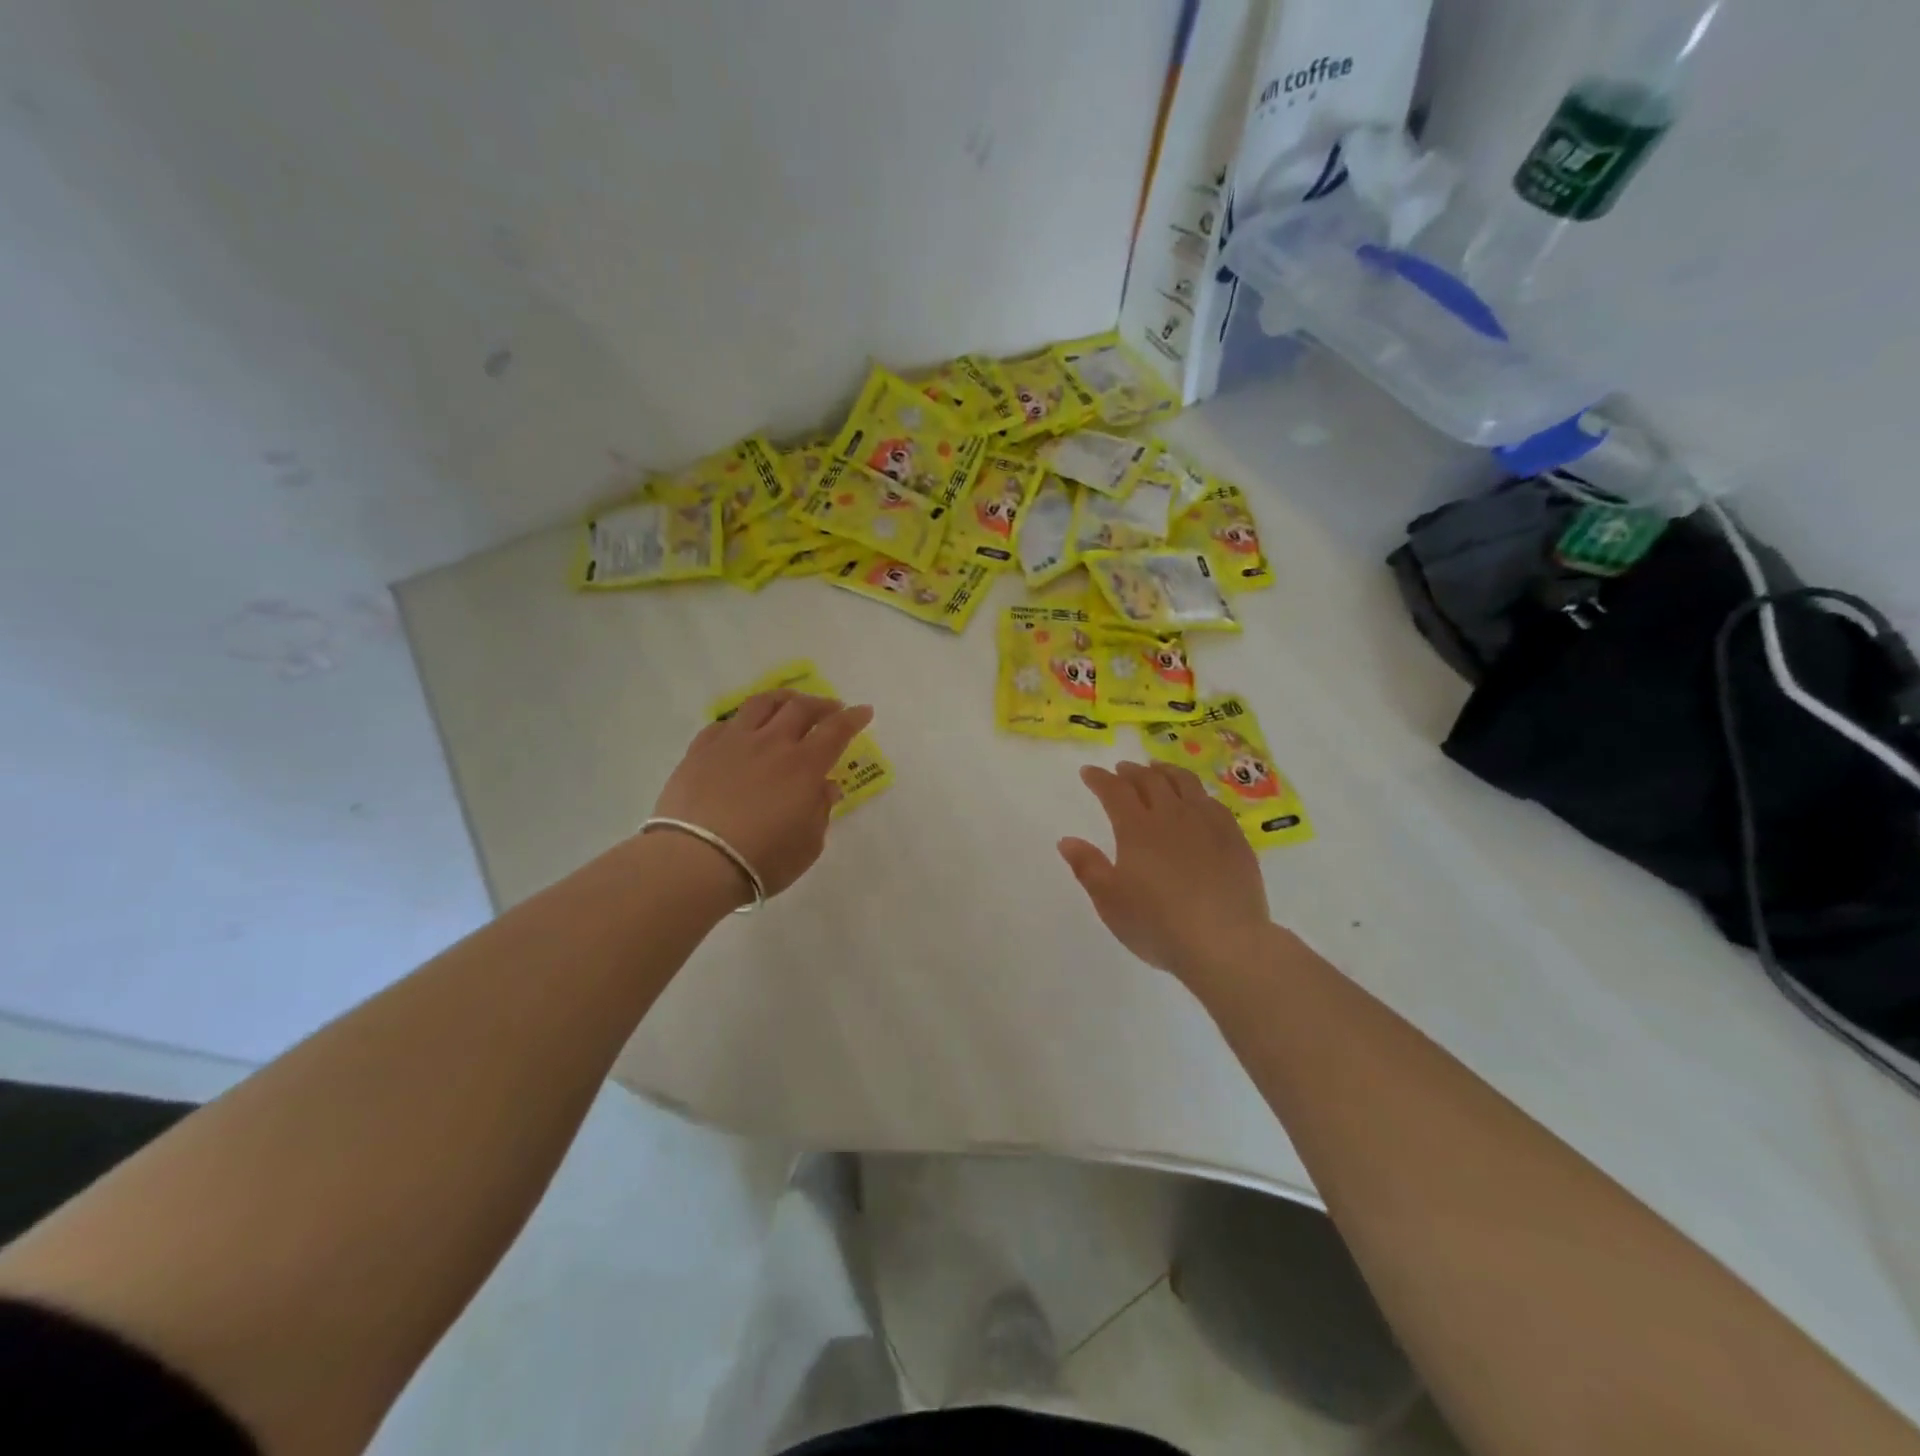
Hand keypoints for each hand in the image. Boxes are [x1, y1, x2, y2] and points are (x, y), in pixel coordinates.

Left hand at [652, 690, 873, 899]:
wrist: (695, 862)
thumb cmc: (762, 860)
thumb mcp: (808, 845)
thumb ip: (820, 811)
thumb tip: (826, 787)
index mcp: (803, 766)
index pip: (836, 730)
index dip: (853, 717)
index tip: (864, 711)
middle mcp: (771, 744)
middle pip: (800, 707)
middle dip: (821, 704)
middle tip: (831, 709)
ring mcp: (732, 743)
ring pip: (761, 704)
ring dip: (782, 699)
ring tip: (789, 703)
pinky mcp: (700, 751)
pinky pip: (724, 723)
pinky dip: (741, 722)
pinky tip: (743, 729)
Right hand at [1059, 761, 1272, 988]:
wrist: (1225, 943)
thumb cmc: (1158, 925)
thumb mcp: (1110, 902)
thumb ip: (1088, 867)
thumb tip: (1067, 840)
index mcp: (1137, 828)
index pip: (1114, 791)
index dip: (1099, 779)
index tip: (1088, 772)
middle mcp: (1172, 816)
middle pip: (1150, 780)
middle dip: (1131, 772)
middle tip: (1121, 770)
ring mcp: (1207, 824)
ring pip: (1185, 783)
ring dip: (1166, 772)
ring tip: (1158, 770)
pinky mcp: (1234, 838)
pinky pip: (1212, 802)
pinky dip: (1196, 793)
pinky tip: (1196, 800)